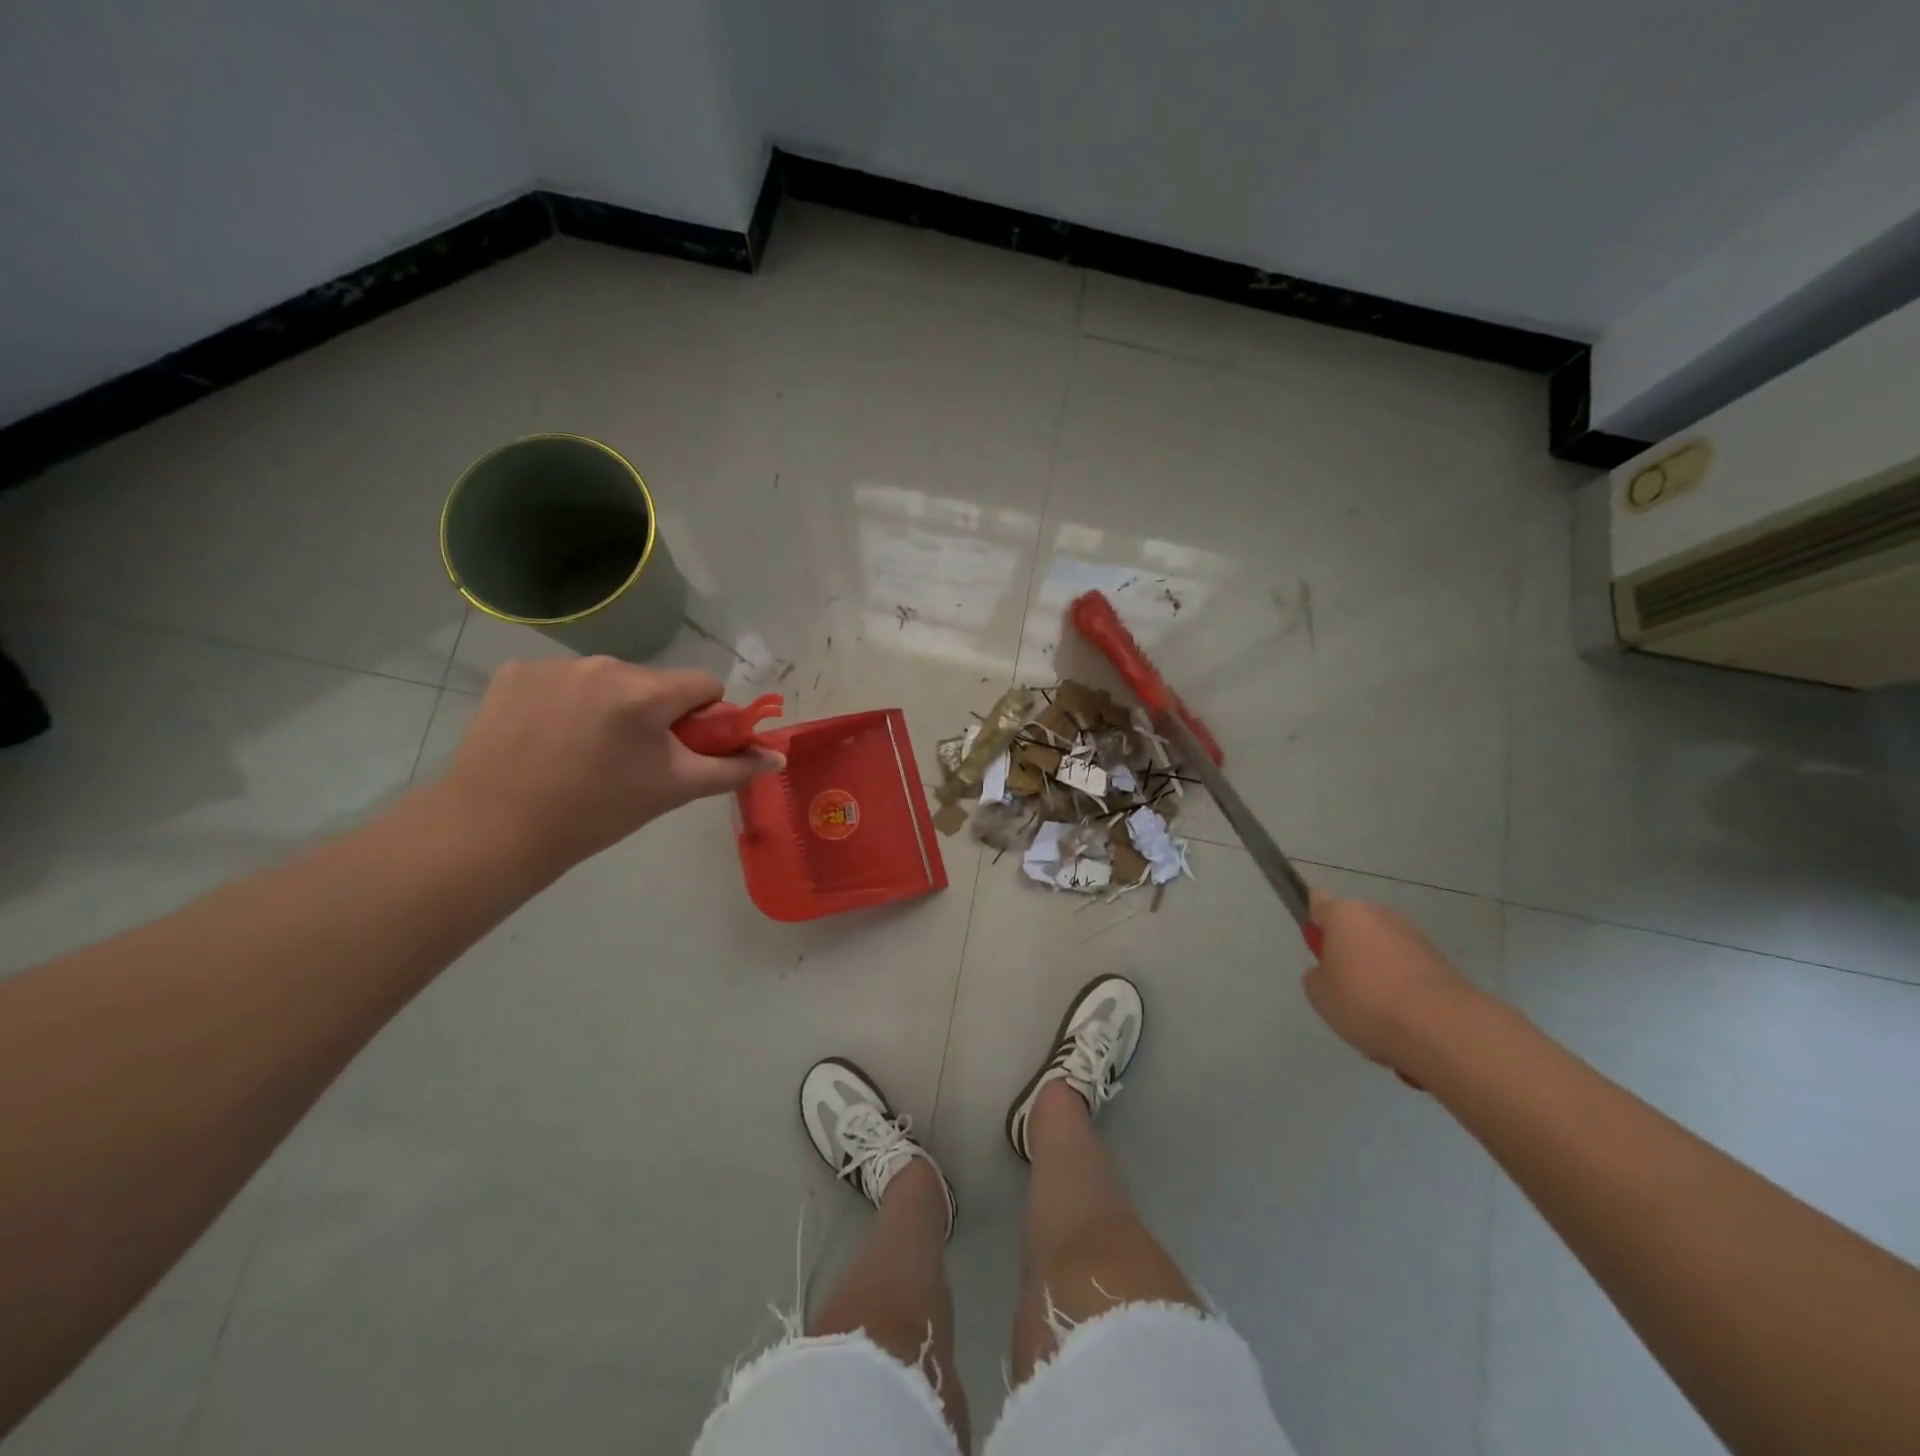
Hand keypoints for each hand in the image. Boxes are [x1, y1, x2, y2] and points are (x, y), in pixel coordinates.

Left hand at [441, 657, 783, 870]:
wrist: (495, 830)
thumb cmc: (597, 812)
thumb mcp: (673, 789)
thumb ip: (731, 768)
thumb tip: (777, 756)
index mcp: (645, 692)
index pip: (704, 684)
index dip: (703, 717)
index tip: (682, 748)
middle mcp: (602, 665)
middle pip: (654, 682)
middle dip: (654, 713)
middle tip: (631, 760)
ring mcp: (553, 665)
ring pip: (609, 680)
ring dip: (611, 706)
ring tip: (583, 751)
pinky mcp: (515, 672)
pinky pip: (563, 680)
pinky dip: (566, 703)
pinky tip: (547, 738)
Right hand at [1303, 888, 1479, 1070]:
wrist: (1442, 1028)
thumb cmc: (1366, 1001)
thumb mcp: (1319, 993)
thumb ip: (1317, 975)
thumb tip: (1331, 971)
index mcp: (1344, 914)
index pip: (1318, 902)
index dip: (1314, 922)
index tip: (1317, 949)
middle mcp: (1381, 915)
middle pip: (1355, 928)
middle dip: (1349, 952)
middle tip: (1344, 988)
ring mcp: (1415, 937)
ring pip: (1384, 951)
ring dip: (1379, 972)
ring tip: (1378, 1014)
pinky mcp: (1443, 963)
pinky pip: (1410, 972)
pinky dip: (1405, 990)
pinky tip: (1404, 1021)